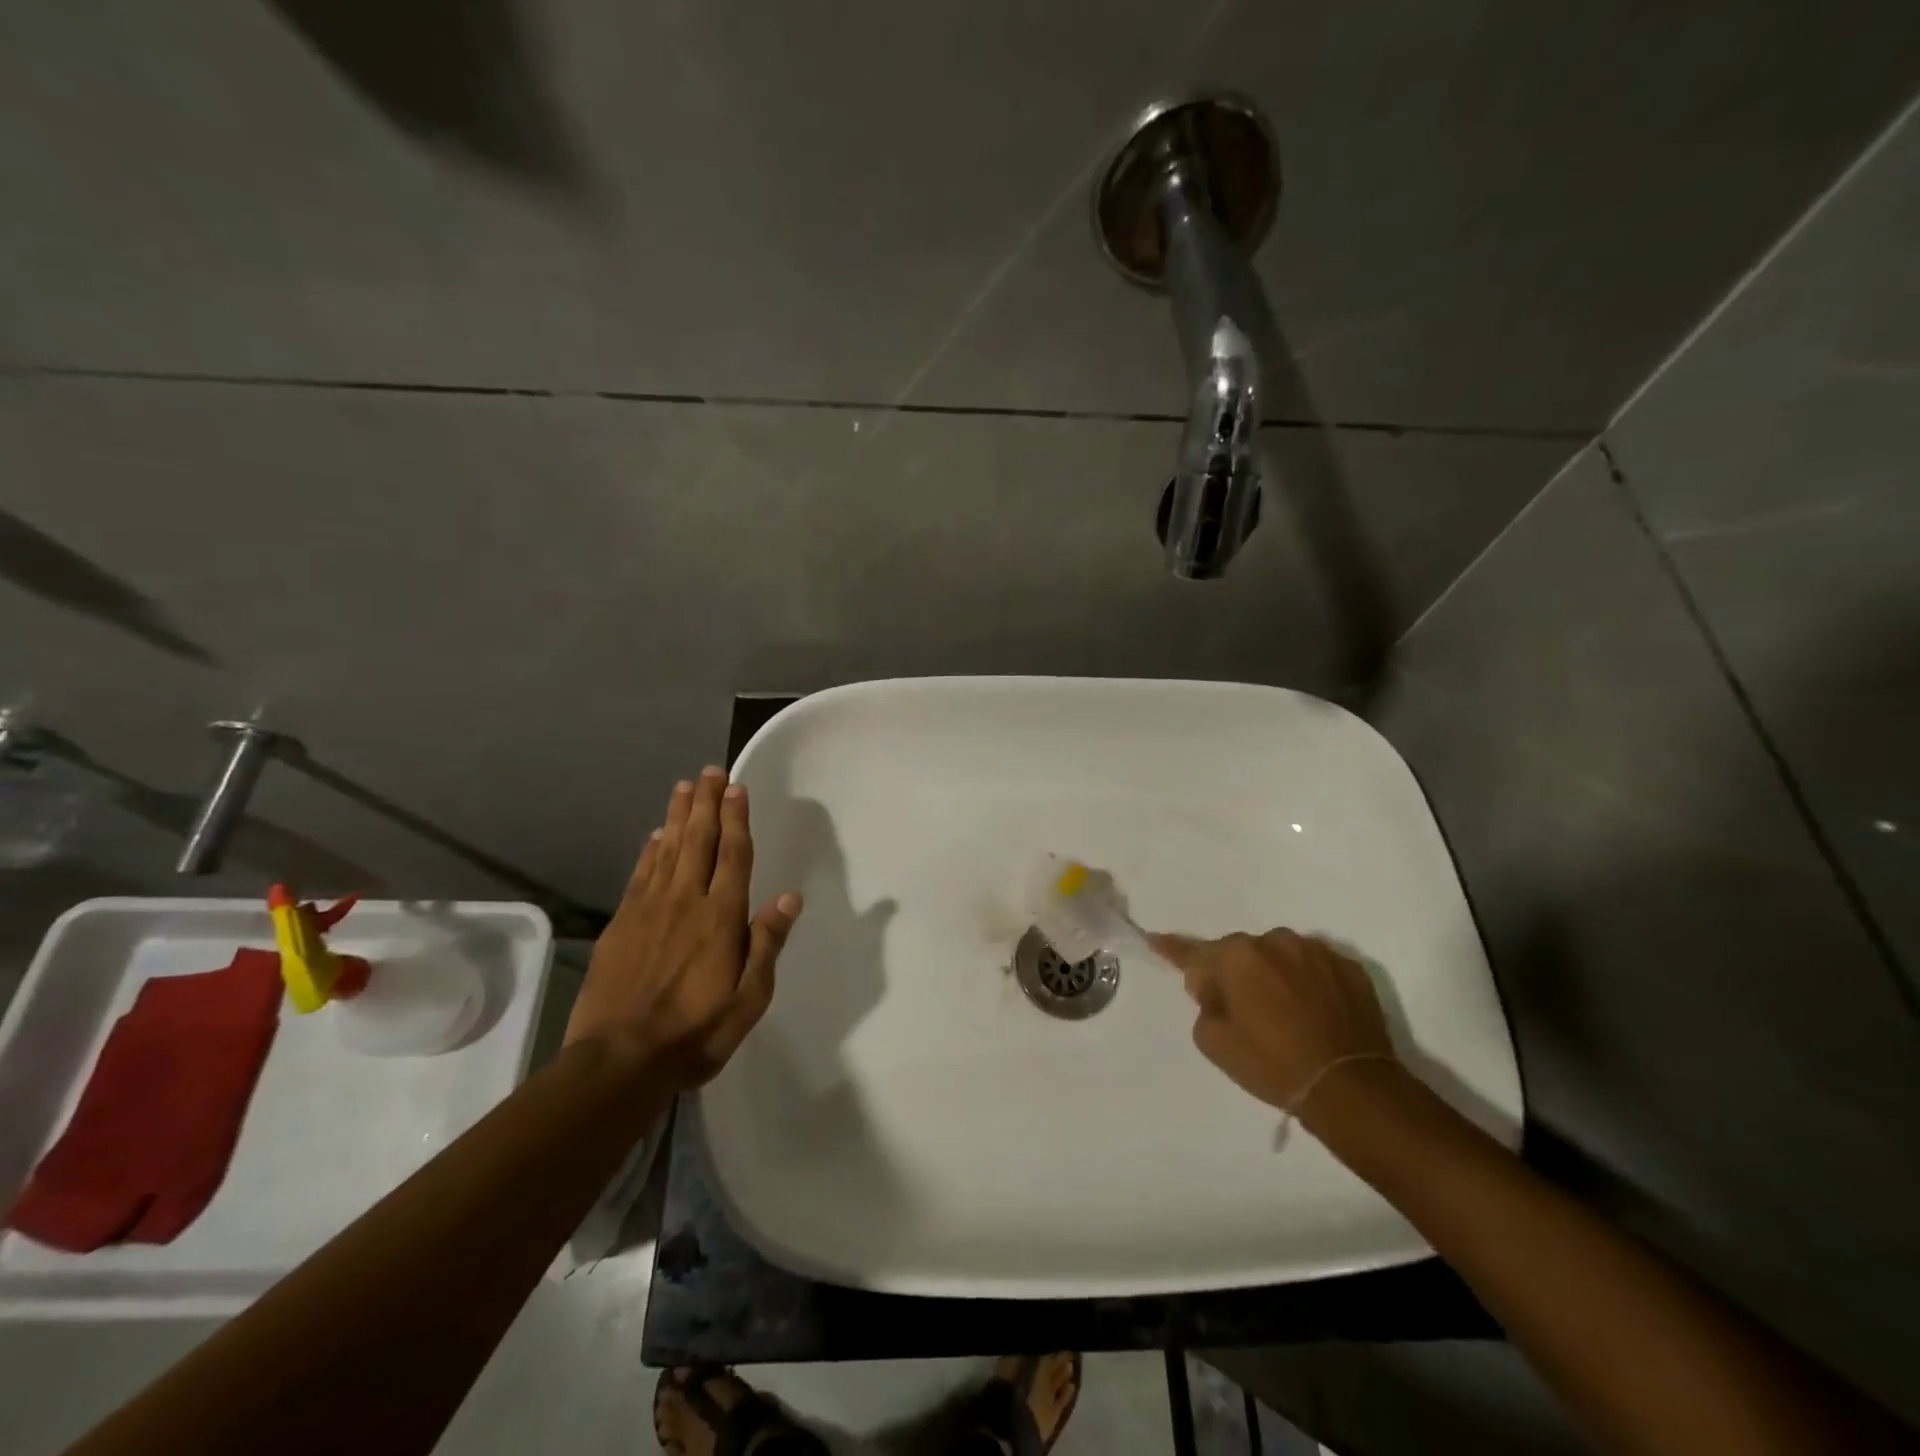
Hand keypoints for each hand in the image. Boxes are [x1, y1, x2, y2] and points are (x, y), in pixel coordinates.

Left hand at [564, 767, 801, 1089]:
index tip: (736, 788)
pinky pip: (640, 875)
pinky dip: (649, 850)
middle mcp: (686, 902)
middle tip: (709, 771)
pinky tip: (654, 836)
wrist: (619, 1061)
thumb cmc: (695, 1033)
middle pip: (698, 841)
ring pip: (667, 850)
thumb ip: (767, 945)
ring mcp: (648, 910)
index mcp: (721, 918)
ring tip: (684, 787)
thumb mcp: (749, 1000)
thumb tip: (789, 898)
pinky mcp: (621, 924)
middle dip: (706, 803)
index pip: (733, 855)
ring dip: (677, 816)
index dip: (736, 819)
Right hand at [1149, 928, 1395, 1112]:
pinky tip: (1315, 1013)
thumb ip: (1205, 1005)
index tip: (1155, 939)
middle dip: (1236, 974)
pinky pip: (1316, 968)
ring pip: (1281, 957)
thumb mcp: (1215, 1043)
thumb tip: (1216, 990)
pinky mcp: (1350, 968)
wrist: (1352, 1088)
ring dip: (1274, 975)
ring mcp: (1317, 951)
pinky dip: (1309, 983)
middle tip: (1243, 1012)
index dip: (1172, 949)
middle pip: (1241, 953)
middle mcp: (1275, 941)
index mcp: (1237, 956)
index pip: (1194, 952)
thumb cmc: (1274, 1065)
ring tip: (1285, 1014)